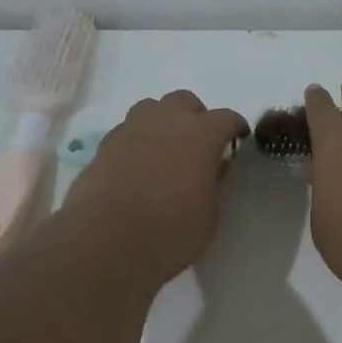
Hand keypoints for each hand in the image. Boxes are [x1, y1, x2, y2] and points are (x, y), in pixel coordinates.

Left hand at [59, 91, 249, 283]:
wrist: (105, 241)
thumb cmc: (170, 231)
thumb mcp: (209, 215)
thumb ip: (214, 183)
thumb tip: (212, 166)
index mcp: (200, 135)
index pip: (226, 118)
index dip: (235, 127)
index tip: (238, 140)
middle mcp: (165, 121)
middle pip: (185, 101)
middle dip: (196, 117)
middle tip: (198, 145)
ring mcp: (131, 129)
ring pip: (152, 108)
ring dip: (163, 122)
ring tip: (166, 149)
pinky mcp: (104, 145)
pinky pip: (128, 130)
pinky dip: (138, 140)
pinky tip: (138, 165)